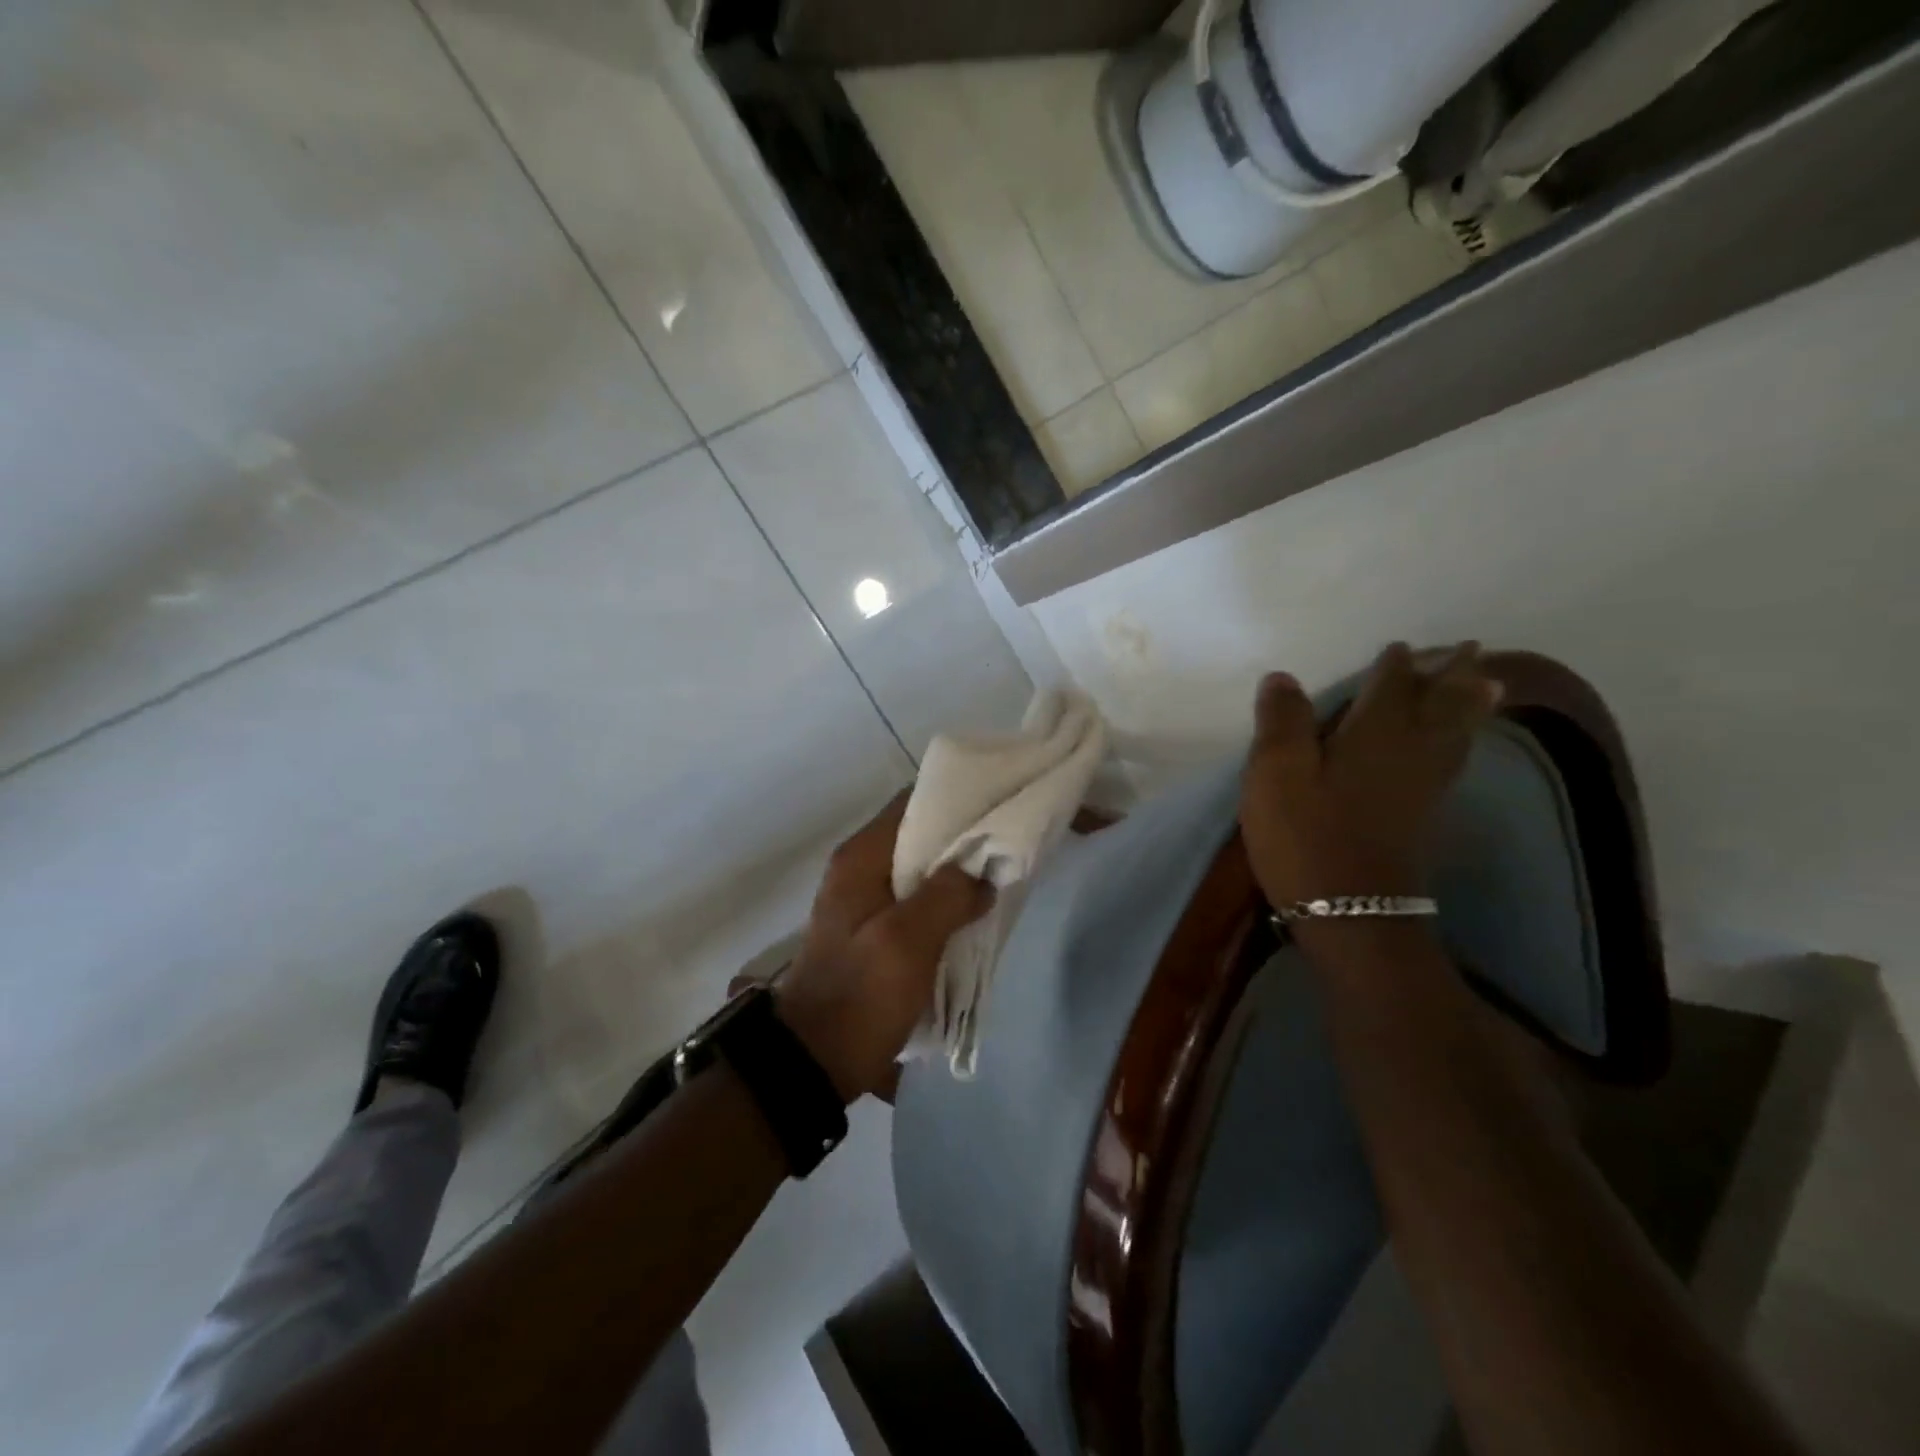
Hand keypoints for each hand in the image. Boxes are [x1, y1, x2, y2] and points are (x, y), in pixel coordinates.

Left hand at [775, 793, 993, 1101]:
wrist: (815, 1061)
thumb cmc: (860, 995)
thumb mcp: (907, 942)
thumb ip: (947, 897)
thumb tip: (983, 873)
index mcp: (861, 858)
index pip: (912, 803)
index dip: (956, 798)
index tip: (999, 801)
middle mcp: (861, 869)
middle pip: (920, 835)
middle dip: (963, 838)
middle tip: (1009, 841)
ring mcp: (867, 901)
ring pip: (922, 870)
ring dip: (958, 872)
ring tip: (1001, 873)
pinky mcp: (876, 931)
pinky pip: (918, 901)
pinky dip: (946, 901)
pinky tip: (977, 911)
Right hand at [1239, 642, 1500, 907]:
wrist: (1350, 911)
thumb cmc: (1306, 836)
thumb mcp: (1275, 774)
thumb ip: (1281, 722)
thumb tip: (1283, 677)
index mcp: (1373, 734)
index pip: (1391, 686)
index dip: (1395, 664)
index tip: (1400, 646)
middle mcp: (1410, 751)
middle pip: (1441, 704)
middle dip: (1453, 675)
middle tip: (1470, 650)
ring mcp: (1424, 787)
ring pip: (1457, 733)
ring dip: (1471, 704)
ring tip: (1488, 684)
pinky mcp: (1425, 816)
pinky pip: (1454, 760)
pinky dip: (1463, 739)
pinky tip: (1459, 743)